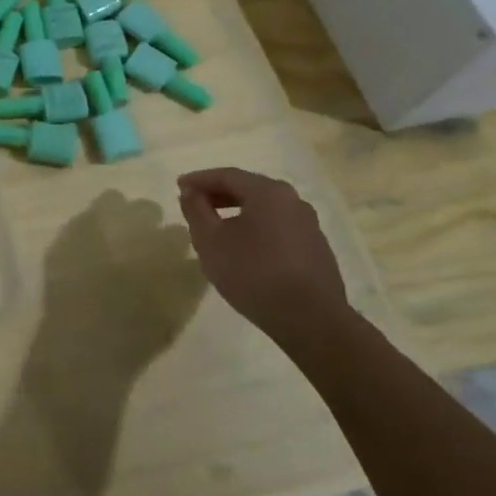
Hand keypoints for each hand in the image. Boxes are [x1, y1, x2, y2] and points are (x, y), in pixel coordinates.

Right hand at [177, 168, 350, 350]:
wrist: (311, 320)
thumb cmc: (254, 273)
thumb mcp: (211, 241)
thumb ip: (196, 211)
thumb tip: (190, 192)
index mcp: (268, 192)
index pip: (227, 175)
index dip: (199, 179)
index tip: (179, 186)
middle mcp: (293, 200)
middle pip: (248, 189)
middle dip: (218, 194)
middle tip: (194, 203)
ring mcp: (309, 225)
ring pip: (265, 209)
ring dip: (237, 212)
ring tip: (216, 227)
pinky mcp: (316, 248)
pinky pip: (278, 227)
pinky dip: (255, 228)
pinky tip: (244, 248)